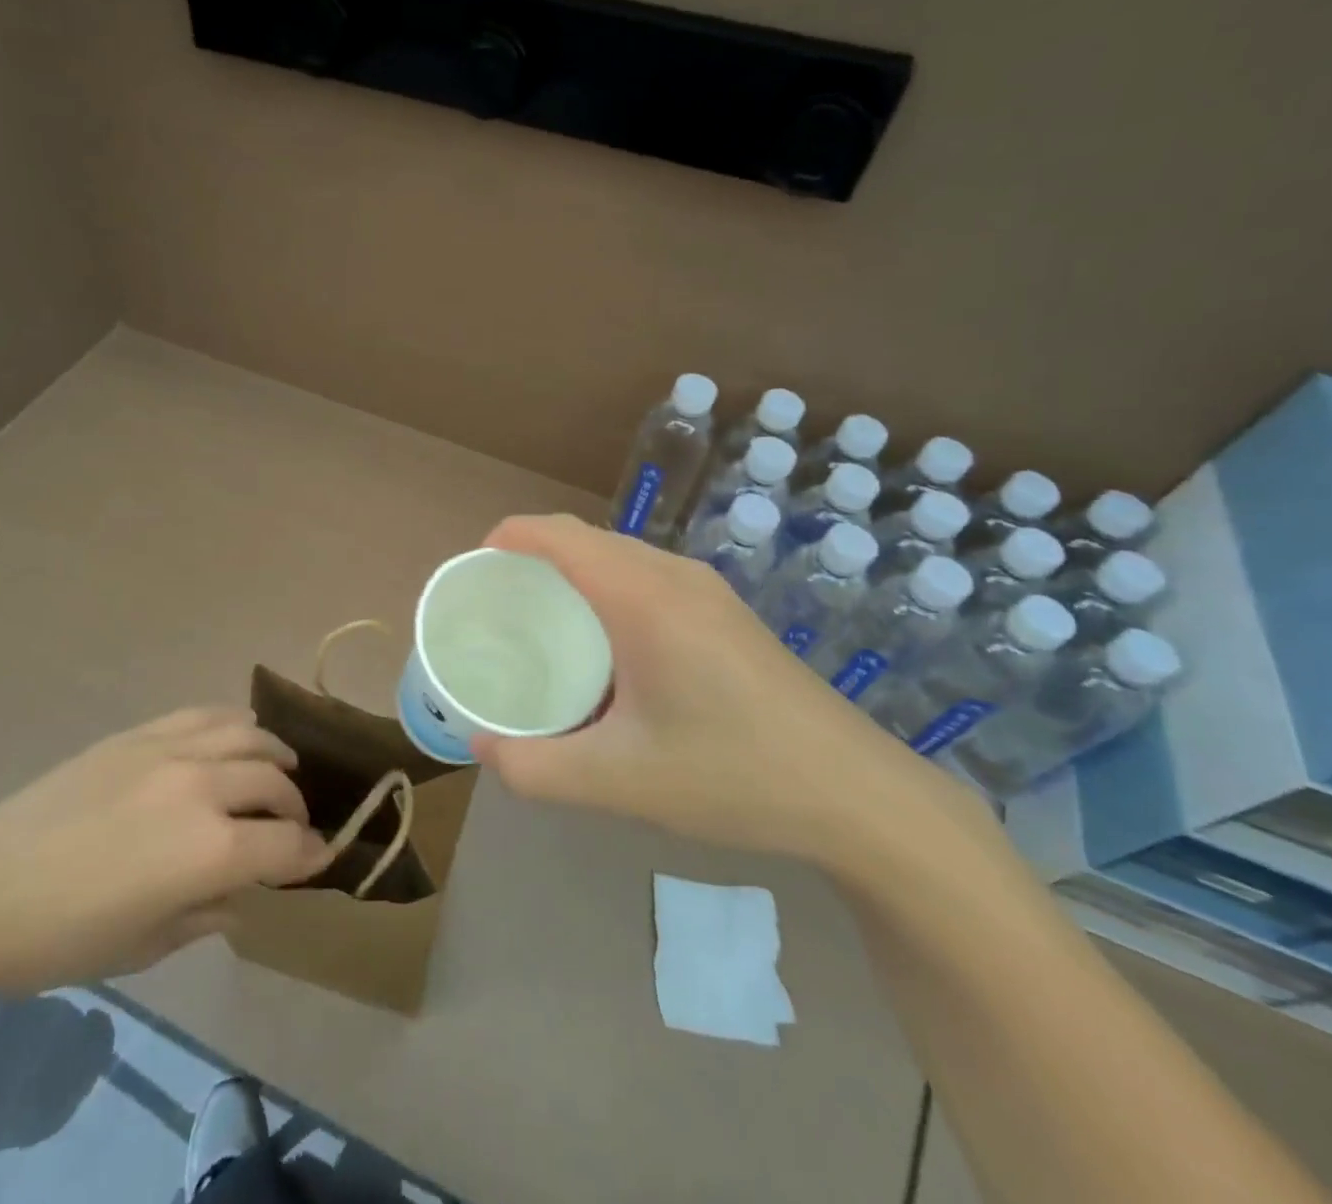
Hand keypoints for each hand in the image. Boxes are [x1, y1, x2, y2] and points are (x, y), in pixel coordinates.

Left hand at [0, 708, 331, 993]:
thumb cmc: (65, 938)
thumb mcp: (148, 944)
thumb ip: (210, 913)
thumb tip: (244, 894)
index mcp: (210, 851)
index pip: (286, 844)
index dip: (310, 854)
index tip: (320, 857)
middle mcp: (204, 789)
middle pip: (275, 784)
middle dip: (295, 807)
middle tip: (292, 825)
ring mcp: (171, 751)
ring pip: (248, 736)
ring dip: (273, 756)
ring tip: (277, 769)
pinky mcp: (141, 733)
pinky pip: (205, 715)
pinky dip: (234, 725)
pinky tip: (236, 738)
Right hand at [469, 514, 938, 863]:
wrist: (859, 795)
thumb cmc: (733, 775)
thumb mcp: (619, 781)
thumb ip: (535, 767)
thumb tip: (480, 747)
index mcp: (644, 597)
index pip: (559, 536)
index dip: (508, 538)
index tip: (473, 572)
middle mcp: (675, 576)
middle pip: (586, 540)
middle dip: (532, 558)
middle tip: (497, 608)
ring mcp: (706, 591)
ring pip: (619, 557)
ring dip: (571, 574)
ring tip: (540, 624)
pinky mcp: (724, 613)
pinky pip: (646, 577)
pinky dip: (605, 590)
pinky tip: (604, 648)